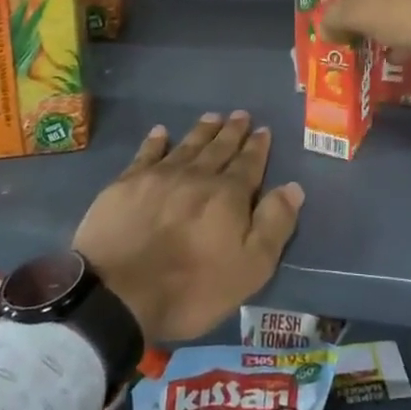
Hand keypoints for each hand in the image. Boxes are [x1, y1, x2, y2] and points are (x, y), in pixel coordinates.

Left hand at [73, 113, 303, 343]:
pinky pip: (147, 154)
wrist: (117, 294)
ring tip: (212, 116)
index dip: (257, 147)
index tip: (263, 129)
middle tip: (241, 114)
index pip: (248, 165)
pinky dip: (156, 141)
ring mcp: (159, 177)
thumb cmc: (191, 288)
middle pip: (219, 149)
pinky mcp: (126, 184)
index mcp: (228, 196)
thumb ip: (274, 225)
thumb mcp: (250, 269)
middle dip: (232, 131)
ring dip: (202, 131)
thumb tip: (293, 187)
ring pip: (187, 146)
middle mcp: (197, 176)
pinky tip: (161, 132)